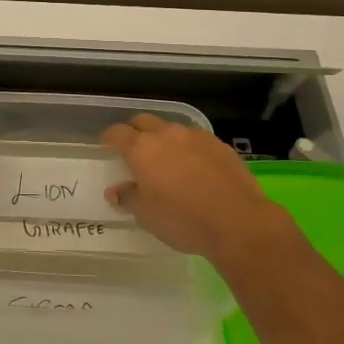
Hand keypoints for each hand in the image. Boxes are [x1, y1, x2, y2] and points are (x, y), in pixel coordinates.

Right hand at [102, 115, 289, 259]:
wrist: (237, 221)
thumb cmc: (183, 220)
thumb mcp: (146, 215)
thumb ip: (128, 197)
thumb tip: (115, 190)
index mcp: (142, 149)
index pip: (117, 133)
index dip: (109, 137)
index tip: (105, 144)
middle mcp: (167, 135)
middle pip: (143, 122)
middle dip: (134, 131)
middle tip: (132, 147)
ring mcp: (196, 137)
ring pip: (172, 129)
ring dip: (163, 138)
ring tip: (165, 158)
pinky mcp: (220, 145)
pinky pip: (195, 139)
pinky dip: (187, 148)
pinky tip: (193, 166)